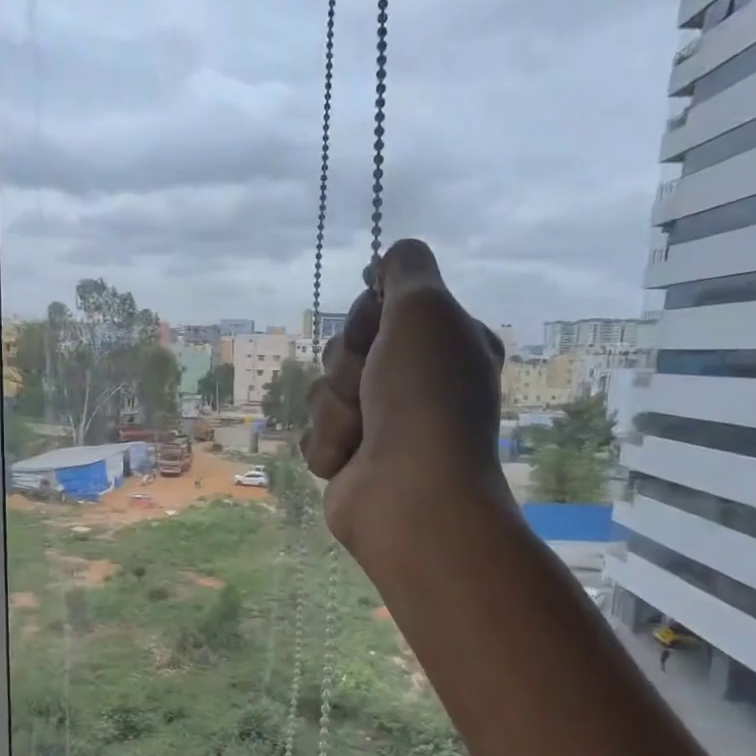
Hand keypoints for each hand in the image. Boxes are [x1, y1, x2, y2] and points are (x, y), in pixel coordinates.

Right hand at [300, 239, 511, 572]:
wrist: (410, 494)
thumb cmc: (424, 398)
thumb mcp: (426, 309)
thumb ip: (407, 267)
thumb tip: (387, 260)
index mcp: (442, 342)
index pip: (381, 304)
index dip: (370, 315)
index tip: (381, 330)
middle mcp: (413, 380)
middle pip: (345, 346)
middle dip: (349, 366)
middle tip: (375, 389)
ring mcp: (380, 423)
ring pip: (323, 390)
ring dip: (337, 409)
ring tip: (366, 435)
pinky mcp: (350, 458)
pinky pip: (313, 432)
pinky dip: (328, 444)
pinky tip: (351, 462)